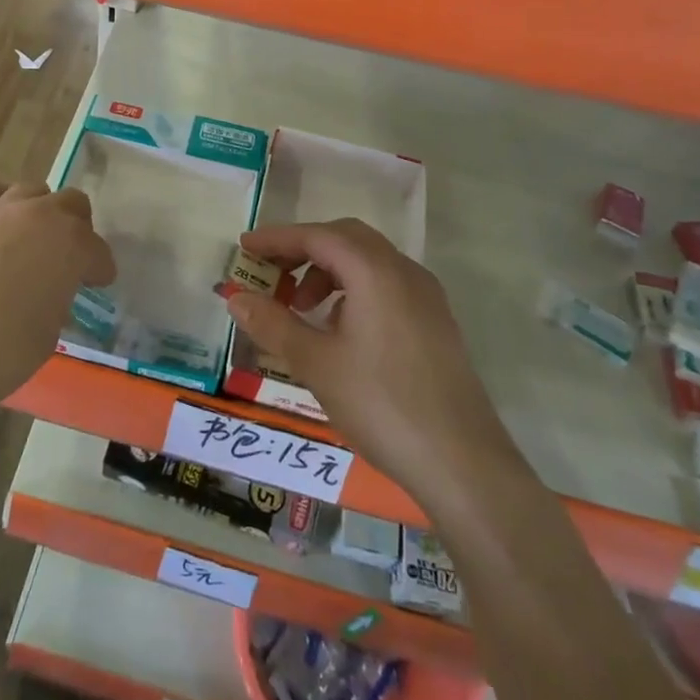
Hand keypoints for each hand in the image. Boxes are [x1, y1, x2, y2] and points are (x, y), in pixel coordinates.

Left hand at [0, 179, 114, 418]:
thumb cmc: (3, 353)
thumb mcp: (50, 330)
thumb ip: (58, 296)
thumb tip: (50, 291)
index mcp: (71, 246)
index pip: (97, 250)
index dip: (100, 268)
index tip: (97, 283)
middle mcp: (39, 216)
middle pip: (71, 203)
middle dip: (77, 227)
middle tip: (70, 256)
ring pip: (31, 190)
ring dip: (39, 210)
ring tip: (32, 236)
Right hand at [228, 219, 515, 511]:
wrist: (463, 464)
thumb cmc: (381, 405)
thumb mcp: (316, 363)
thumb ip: (273, 323)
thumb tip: (235, 296)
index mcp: (375, 271)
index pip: (318, 236)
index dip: (277, 238)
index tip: (245, 247)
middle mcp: (404, 271)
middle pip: (346, 239)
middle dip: (304, 250)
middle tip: (271, 274)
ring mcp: (426, 296)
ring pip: (368, 262)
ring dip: (329, 271)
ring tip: (302, 309)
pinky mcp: (435, 322)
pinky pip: (386, 284)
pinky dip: (354, 289)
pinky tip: (339, 329)